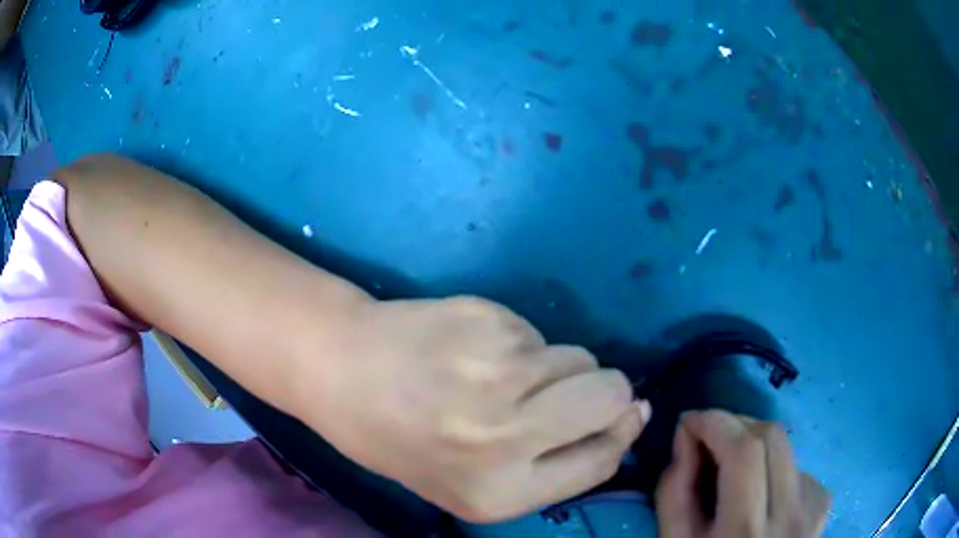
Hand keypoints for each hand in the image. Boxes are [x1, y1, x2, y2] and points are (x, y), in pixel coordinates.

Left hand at [295, 296, 650, 522]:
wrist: (338, 368)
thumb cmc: (399, 438)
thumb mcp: (469, 482)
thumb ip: (552, 462)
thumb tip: (630, 413)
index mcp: (497, 493)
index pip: (601, 460)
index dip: (622, 432)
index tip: (627, 413)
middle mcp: (503, 437)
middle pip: (610, 396)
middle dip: (604, 392)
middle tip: (564, 391)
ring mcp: (495, 372)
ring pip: (577, 357)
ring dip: (552, 367)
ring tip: (496, 375)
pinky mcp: (485, 319)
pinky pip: (535, 332)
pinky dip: (518, 342)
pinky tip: (469, 351)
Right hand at [656, 411, 829, 536]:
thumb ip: (675, 492)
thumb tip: (687, 436)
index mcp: (744, 532)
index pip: (743, 451)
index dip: (716, 422)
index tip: (690, 421)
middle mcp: (790, 515)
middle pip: (771, 436)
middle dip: (735, 425)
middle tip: (710, 436)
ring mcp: (813, 508)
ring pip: (786, 446)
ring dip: (753, 444)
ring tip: (732, 466)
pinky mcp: (823, 504)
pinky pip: (796, 466)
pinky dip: (772, 466)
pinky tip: (761, 493)